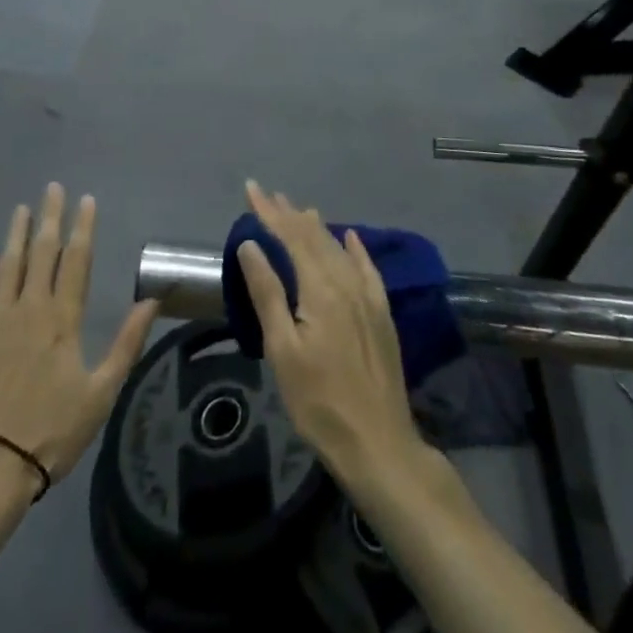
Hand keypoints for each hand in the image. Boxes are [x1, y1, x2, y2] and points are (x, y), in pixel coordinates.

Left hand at [0, 183, 157, 492]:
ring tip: (21, 210)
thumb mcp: (101, 393)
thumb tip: (152, 300)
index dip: (82, 228)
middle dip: (50, 218)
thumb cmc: (49, 433)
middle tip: (52, 188)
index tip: (86, 200)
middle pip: (41, 253)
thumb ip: (126, 343)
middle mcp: (28, 308)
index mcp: (62, 319)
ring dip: (16, 235)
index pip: (76, 261)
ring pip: (7, 265)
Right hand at [234, 180, 423, 482]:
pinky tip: (351, 237)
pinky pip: (367, 268)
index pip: (290, 236)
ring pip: (338, 248)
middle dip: (289, 214)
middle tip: (269, 194)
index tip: (251, 189)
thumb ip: (267, 292)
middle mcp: (346, 282)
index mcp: (320, 287)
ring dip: (316, 227)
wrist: (378, 443)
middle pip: (314, 237)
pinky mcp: (381, 314)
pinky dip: (355, 248)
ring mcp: (368, 297)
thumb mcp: (283, 350)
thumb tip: (252, 244)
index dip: (269, 211)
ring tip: (300, 210)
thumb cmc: (319, 400)